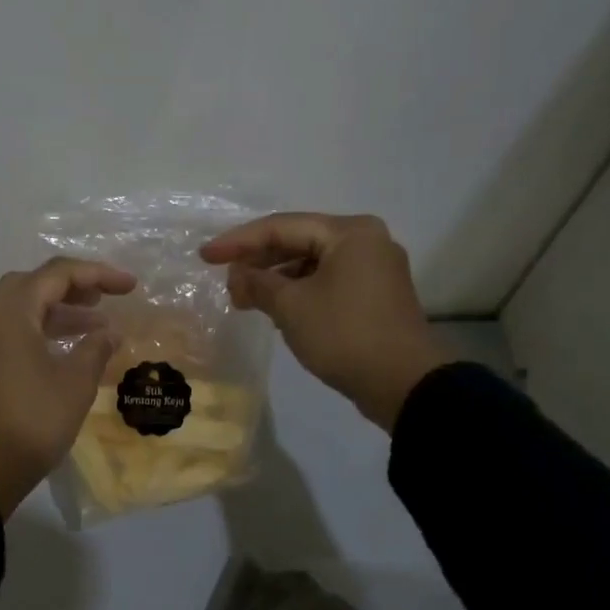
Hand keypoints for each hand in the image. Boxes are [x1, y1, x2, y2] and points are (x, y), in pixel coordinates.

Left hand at [0, 257, 137, 517]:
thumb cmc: (33, 422)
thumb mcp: (75, 383)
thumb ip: (95, 348)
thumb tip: (109, 333)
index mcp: (9, 314)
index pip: (55, 275)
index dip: (97, 275)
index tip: (130, 287)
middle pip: (31, 285)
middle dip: (71, 287)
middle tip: (103, 299)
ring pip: (19, 309)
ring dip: (56, 310)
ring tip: (95, 324)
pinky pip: (10, 331)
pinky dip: (39, 330)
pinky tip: (66, 347)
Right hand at [201, 212, 449, 430]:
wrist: (403, 383)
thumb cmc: (344, 335)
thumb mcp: (292, 307)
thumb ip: (258, 284)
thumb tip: (238, 276)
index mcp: (349, 232)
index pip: (281, 227)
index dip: (238, 242)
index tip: (205, 256)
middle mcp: (365, 241)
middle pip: (299, 241)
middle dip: (258, 261)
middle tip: (225, 280)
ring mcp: (374, 269)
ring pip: (312, 264)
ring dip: (277, 279)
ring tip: (245, 298)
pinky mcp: (375, 296)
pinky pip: (327, 282)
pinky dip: (299, 292)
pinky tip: (276, 309)